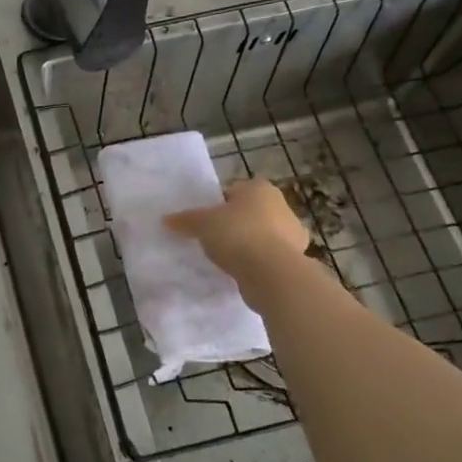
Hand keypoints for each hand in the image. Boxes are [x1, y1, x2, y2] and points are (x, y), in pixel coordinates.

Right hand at [165, 177, 313, 306]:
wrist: (272, 273)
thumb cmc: (237, 234)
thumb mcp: (202, 224)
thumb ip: (185, 220)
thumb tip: (166, 220)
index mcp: (259, 188)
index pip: (234, 191)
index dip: (218, 204)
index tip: (206, 220)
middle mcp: (281, 205)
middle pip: (250, 212)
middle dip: (235, 223)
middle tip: (213, 238)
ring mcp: (293, 233)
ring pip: (262, 234)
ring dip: (248, 243)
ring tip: (226, 258)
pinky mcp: (295, 258)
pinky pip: (269, 256)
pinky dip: (257, 262)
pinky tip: (242, 271)